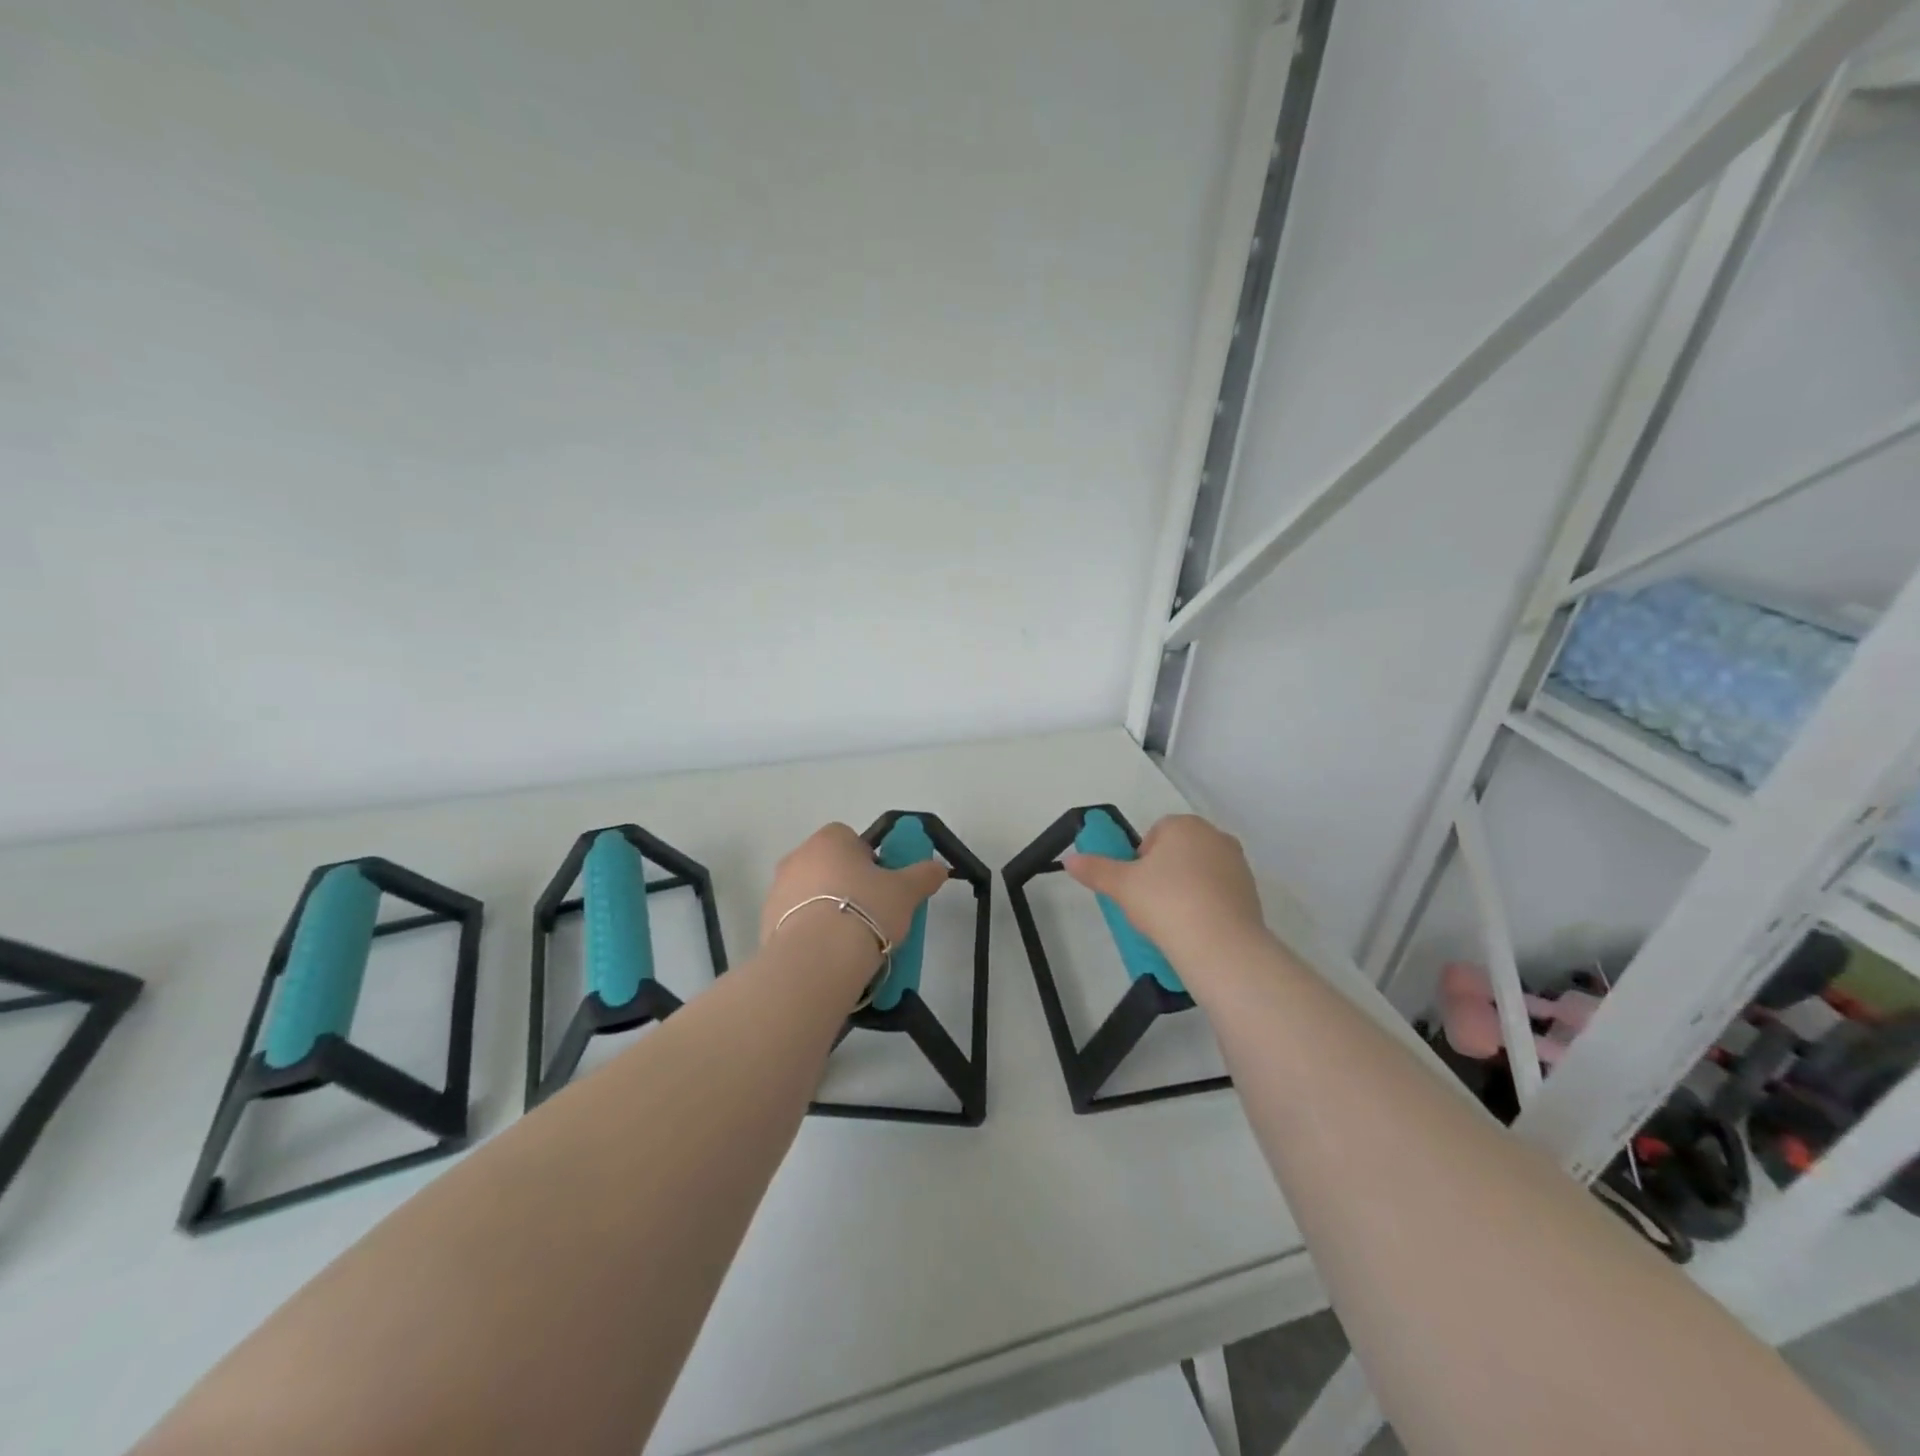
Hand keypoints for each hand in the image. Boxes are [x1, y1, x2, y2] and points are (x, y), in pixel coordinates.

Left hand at [761, 822, 949, 949]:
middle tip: (872, 912)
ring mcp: (777, 890)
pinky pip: (796, 922)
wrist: (816, 959)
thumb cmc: (865, 910)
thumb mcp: (906, 892)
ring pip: (811, 894)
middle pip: (828, 865)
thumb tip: (939, 868)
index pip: (849, 837)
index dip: (868, 859)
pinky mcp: (766, 923)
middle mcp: (798, 857)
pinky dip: (811, 933)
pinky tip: (830, 954)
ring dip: (828, 909)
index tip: (882, 884)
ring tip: (851, 940)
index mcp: (829, 840)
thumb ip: (923, 875)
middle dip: (848, 885)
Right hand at [1063, 814, 1266, 967]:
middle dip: (1164, 873)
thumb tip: (1069, 860)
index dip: (1141, 859)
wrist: (1221, 944)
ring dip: (1186, 889)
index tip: (1136, 886)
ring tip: (1173, 920)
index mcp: (1184, 825)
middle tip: (1150, 903)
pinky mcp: (1252, 893)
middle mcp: (1215, 837)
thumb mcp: (1121, 886)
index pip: (1155, 833)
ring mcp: (1238, 865)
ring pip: (1200, 872)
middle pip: (1179, 851)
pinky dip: (1207, 906)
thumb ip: (1095, 869)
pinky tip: (1195, 929)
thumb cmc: (1165, 902)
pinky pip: (1219, 894)